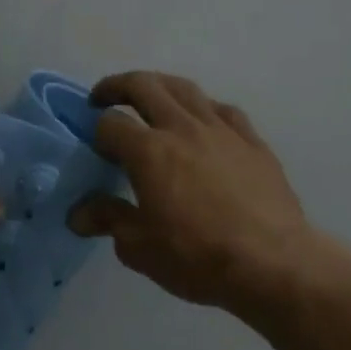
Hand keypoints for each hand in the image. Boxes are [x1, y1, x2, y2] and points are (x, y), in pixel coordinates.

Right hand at [68, 71, 350, 316]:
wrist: (271, 263)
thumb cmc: (196, 257)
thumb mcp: (139, 247)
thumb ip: (109, 219)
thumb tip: (79, 214)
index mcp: (148, 151)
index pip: (111, 124)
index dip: (97, 132)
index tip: (96, 148)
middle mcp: (182, 128)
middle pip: (144, 86)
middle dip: (117, 87)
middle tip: (104, 98)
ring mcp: (221, 130)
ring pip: (185, 89)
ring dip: (159, 86)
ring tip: (150, 97)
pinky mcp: (252, 142)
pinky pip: (223, 110)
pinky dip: (203, 107)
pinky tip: (202, 120)